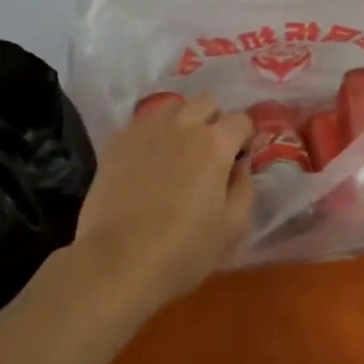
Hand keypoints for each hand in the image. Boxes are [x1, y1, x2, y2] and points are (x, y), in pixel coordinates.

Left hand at [72, 95, 254, 309]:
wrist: (117, 262)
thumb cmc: (183, 251)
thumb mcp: (232, 228)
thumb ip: (245, 188)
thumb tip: (240, 165)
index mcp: (215, 143)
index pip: (241, 120)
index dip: (244, 138)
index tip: (238, 160)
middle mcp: (183, 125)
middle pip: (206, 102)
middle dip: (214, 120)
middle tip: (209, 152)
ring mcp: (147, 129)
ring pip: (172, 106)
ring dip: (181, 120)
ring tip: (176, 150)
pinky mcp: (118, 140)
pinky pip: (142, 123)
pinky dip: (151, 134)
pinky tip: (146, 161)